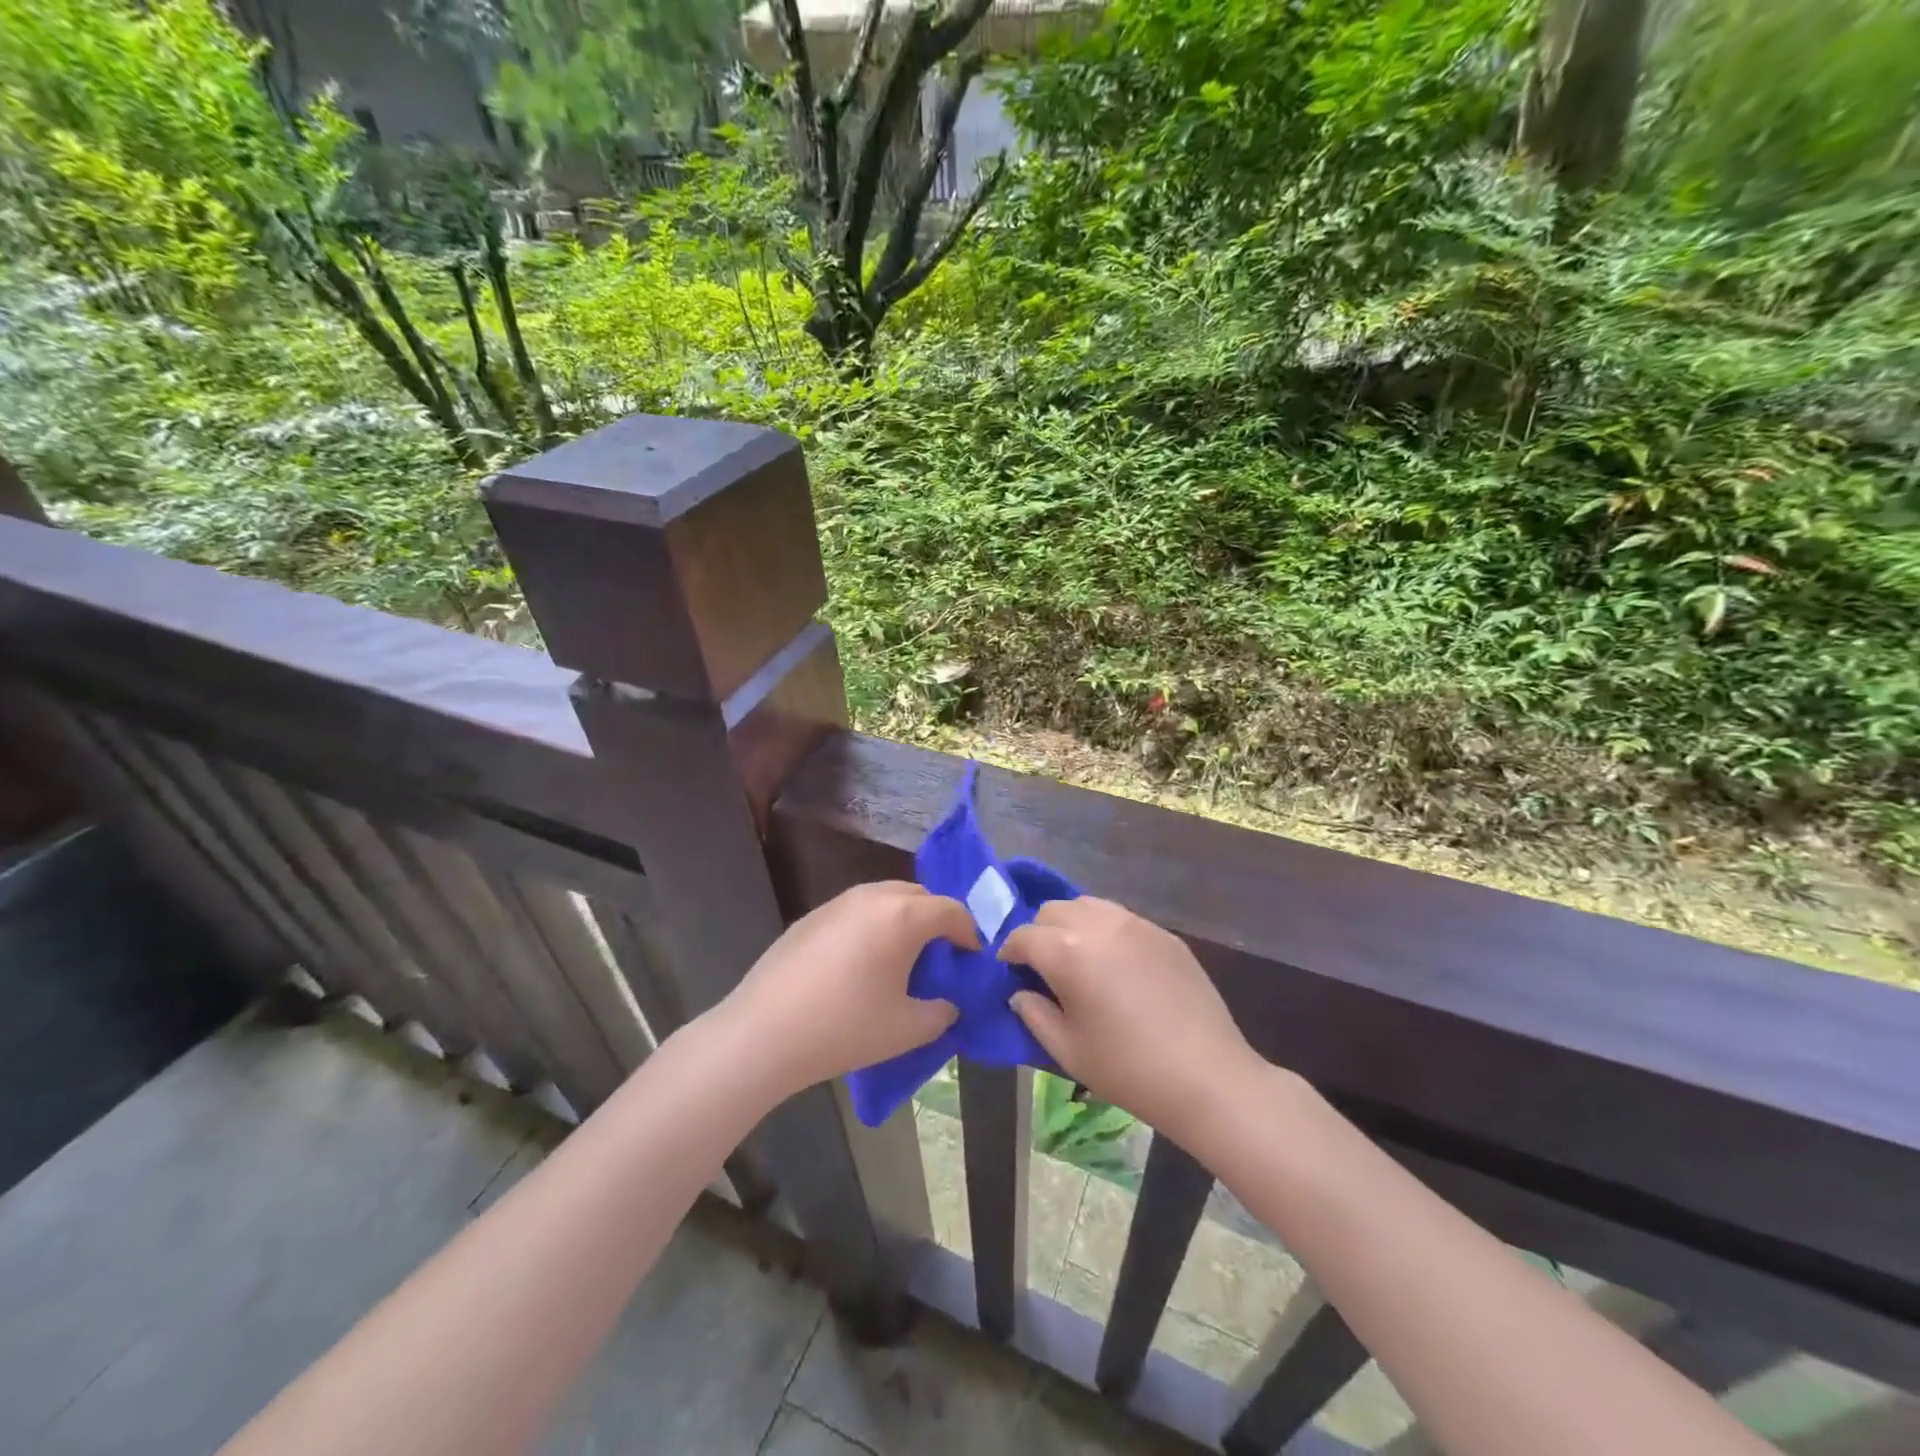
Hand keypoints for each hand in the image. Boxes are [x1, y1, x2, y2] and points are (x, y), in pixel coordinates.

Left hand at [717, 881, 974, 1099]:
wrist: (764, 1033)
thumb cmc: (845, 1028)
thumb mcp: (908, 1029)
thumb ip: (940, 1012)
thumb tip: (946, 1003)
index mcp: (903, 916)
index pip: (951, 910)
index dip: (969, 933)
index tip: (972, 958)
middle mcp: (872, 897)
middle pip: (919, 895)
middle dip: (936, 920)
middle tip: (940, 956)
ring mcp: (837, 903)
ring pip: (885, 898)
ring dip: (903, 919)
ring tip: (901, 957)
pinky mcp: (811, 917)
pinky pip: (856, 911)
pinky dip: (872, 926)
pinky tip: (859, 963)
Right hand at [1001, 897, 1259, 1147]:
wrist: (1207, 1076)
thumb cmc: (1128, 1069)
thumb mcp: (1067, 1050)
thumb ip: (1034, 1014)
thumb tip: (1020, 993)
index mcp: (1068, 951)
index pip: (1023, 936)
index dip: (1009, 953)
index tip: (1010, 972)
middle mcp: (1099, 925)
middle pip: (1053, 911)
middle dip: (1039, 933)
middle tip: (1043, 968)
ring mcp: (1136, 924)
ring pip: (1087, 905)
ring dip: (1072, 925)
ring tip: (1079, 960)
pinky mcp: (1163, 934)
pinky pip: (1121, 918)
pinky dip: (1105, 931)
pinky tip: (1115, 966)